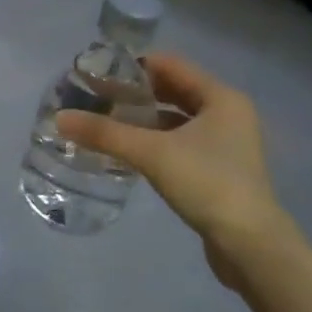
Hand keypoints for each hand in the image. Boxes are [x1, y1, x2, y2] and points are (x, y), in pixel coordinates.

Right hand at [57, 54, 301, 290]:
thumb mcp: (151, 153)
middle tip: (97, 96)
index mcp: (221, 97)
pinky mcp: (220, 169)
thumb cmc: (207, 184)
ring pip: (177, 118)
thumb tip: (60, 118)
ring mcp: (227, 143)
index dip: (134, 65)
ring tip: (106, 121)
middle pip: (174, 90)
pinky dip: (156, 140)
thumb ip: (105, 133)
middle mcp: (228, 113)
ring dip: (144, 118)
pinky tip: (129, 150)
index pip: (171, 65)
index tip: (99, 72)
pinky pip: (181, 142)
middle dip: (135, 92)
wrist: (251, 246)